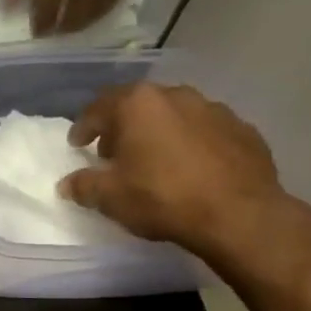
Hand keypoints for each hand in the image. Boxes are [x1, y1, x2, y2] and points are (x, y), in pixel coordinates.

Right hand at [60, 83, 300, 263]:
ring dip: (158, 133)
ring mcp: (214, 109)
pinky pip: (205, 132)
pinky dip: (191, 144)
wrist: (240, 215)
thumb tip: (67, 184)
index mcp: (138, 104)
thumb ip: (83, 186)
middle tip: (113, 153)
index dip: (84, 127)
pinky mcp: (243, 129)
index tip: (77, 144)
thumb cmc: (163, 198)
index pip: (99, 108)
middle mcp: (176, 96)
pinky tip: (190, 169)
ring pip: (174, 116)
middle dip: (122, 127)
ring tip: (153, 161)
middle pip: (138, 106)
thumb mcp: (110, 198)